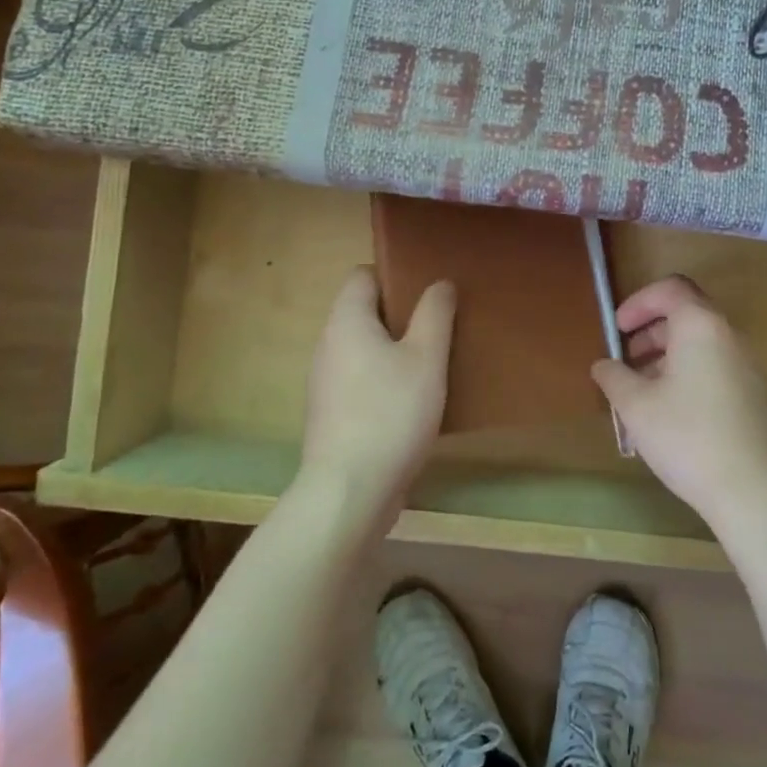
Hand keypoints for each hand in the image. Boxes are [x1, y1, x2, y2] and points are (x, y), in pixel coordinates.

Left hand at [301, 267, 454, 518]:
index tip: (427, 291)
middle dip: (401, 316)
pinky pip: (360, 380)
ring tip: (433, 362)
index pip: (362, 276)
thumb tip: (439, 283)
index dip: (395, 275)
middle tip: (440, 326)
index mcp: (347, 321)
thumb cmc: (391, 413)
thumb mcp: (426, 358)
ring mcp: (326, 382)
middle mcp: (328, 345)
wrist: (350, 491)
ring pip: (364, 349)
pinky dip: (384, 380)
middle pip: (364, 312)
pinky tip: (413, 401)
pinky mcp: (331, 414)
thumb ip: (434, 315)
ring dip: (394, 351)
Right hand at [591, 276, 766, 529]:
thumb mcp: (635, 406)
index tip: (617, 328)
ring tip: (641, 387)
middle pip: (687, 313)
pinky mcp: (752, 393)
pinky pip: (714, 365)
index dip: (638, 302)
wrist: (752, 490)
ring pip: (700, 342)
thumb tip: (604, 365)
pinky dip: (687, 370)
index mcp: (701, 326)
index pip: (670, 289)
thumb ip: (613, 376)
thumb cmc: (687, 437)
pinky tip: (669, 408)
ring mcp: (745, 365)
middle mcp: (728, 336)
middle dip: (650, 329)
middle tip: (625, 357)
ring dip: (667, 353)